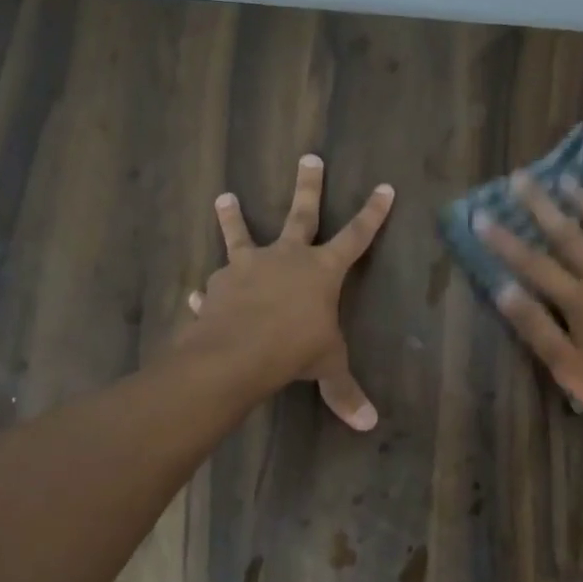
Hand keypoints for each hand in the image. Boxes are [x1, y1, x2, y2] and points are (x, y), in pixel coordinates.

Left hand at [182, 155, 394, 429]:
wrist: (238, 352)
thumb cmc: (294, 350)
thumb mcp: (327, 368)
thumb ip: (344, 392)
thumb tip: (369, 425)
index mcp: (322, 271)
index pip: (356, 237)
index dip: (373, 214)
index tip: (384, 187)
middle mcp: (286, 258)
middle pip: (301, 214)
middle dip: (309, 186)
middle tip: (309, 156)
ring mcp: (249, 267)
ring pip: (241, 234)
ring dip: (233, 217)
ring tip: (224, 197)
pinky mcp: (220, 284)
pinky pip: (215, 285)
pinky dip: (210, 290)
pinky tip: (198, 294)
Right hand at [476, 172, 582, 431]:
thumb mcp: (569, 368)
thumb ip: (537, 328)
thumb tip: (504, 289)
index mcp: (579, 302)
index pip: (533, 265)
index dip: (504, 241)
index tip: (481, 215)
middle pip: (570, 238)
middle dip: (542, 207)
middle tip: (522, 178)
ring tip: (569, 181)